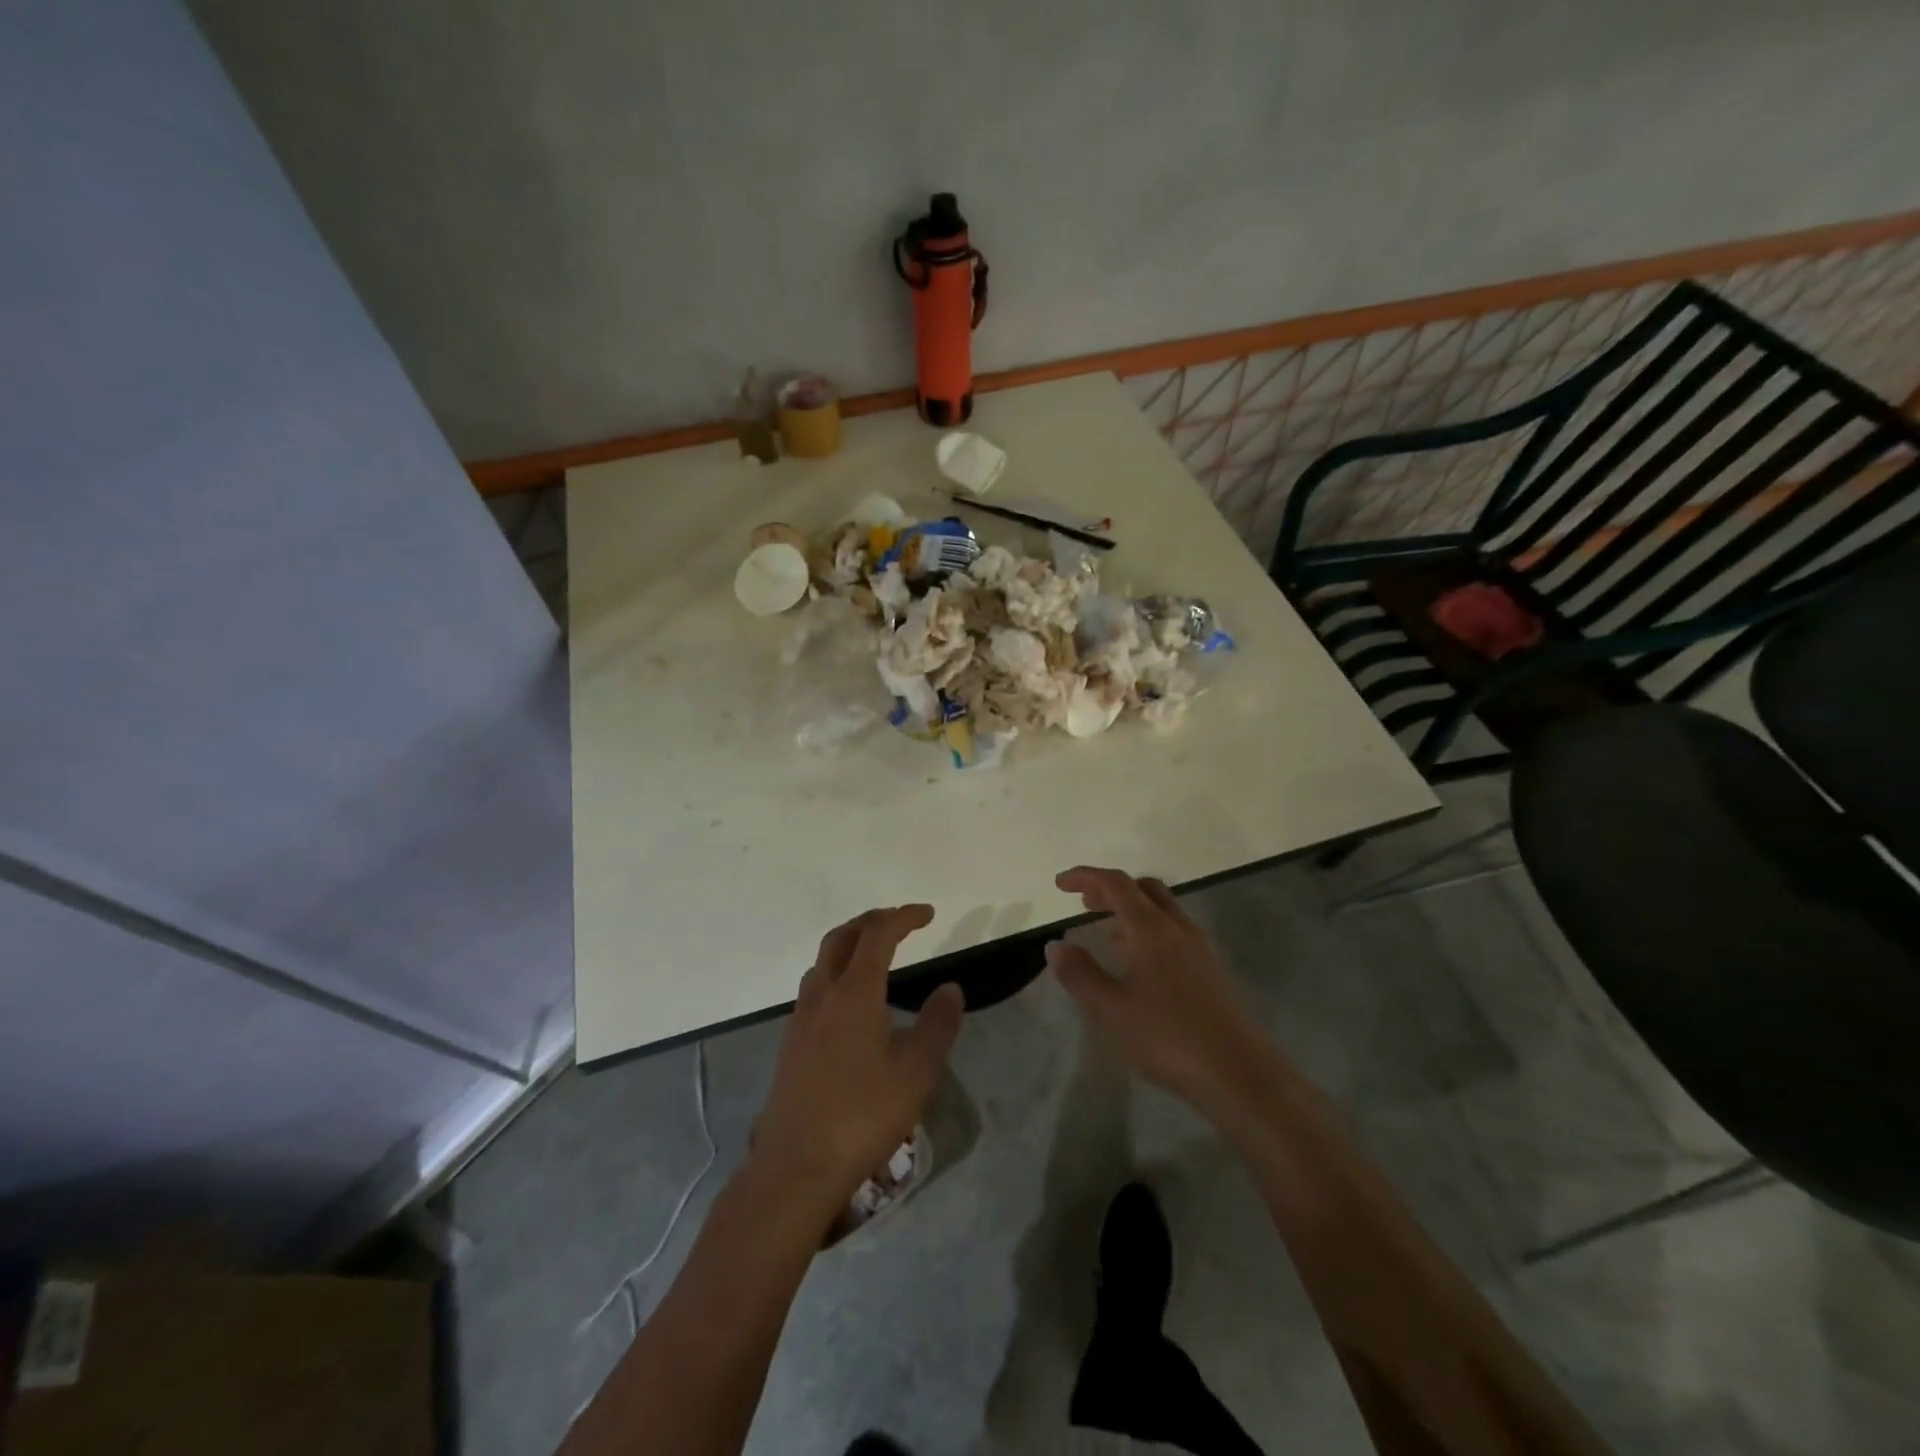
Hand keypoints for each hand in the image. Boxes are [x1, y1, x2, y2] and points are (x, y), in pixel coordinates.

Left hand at [749, 906, 964, 1218]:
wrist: (795, 1168)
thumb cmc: (862, 1116)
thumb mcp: (916, 1072)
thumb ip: (937, 1024)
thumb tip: (950, 988)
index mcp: (855, 993)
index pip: (878, 935)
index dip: (903, 917)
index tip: (927, 914)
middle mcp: (823, 995)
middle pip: (841, 937)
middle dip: (871, 921)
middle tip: (899, 922)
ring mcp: (801, 1019)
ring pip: (823, 962)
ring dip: (849, 945)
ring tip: (875, 956)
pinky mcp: (791, 1044)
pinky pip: (814, 988)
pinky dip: (836, 974)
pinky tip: (850, 1003)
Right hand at [1046, 867, 1283, 1125]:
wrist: (1241, 1075)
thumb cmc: (1169, 1038)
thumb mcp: (1112, 1011)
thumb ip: (1081, 975)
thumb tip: (1056, 945)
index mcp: (1152, 930)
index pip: (1116, 885)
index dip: (1086, 877)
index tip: (1060, 884)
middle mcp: (1178, 929)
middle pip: (1144, 888)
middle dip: (1111, 889)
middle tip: (1085, 903)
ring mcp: (1200, 949)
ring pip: (1163, 910)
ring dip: (1132, 910)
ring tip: (1107, 932)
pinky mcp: (1212, 971)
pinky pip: (1175, 932)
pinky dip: (1149, 930)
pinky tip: (1139, 965)